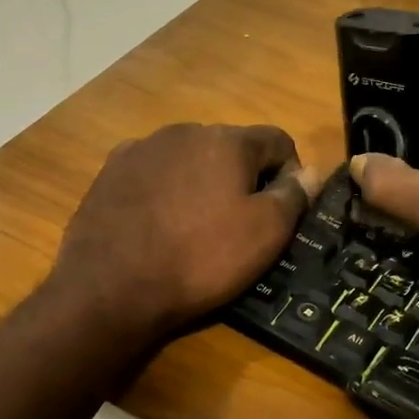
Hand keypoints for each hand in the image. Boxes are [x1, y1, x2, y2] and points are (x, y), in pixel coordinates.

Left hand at [48, 123, 321, 341]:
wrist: (110, 287)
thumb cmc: (200, 259)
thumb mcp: (265, 234)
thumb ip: (293, 196)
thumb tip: (307, 172)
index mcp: (227, 140)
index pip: (278, 140)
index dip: (289, 174)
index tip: (282, 211)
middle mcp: (184, 131)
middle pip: (231, 147)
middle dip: (243, 178)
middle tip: (238, 224)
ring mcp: (142, 149)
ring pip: (190, 159)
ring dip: (202, 182)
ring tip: (194, 227)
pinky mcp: (111, 171)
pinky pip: (154, 173)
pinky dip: (165, 190)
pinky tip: (158, 224)